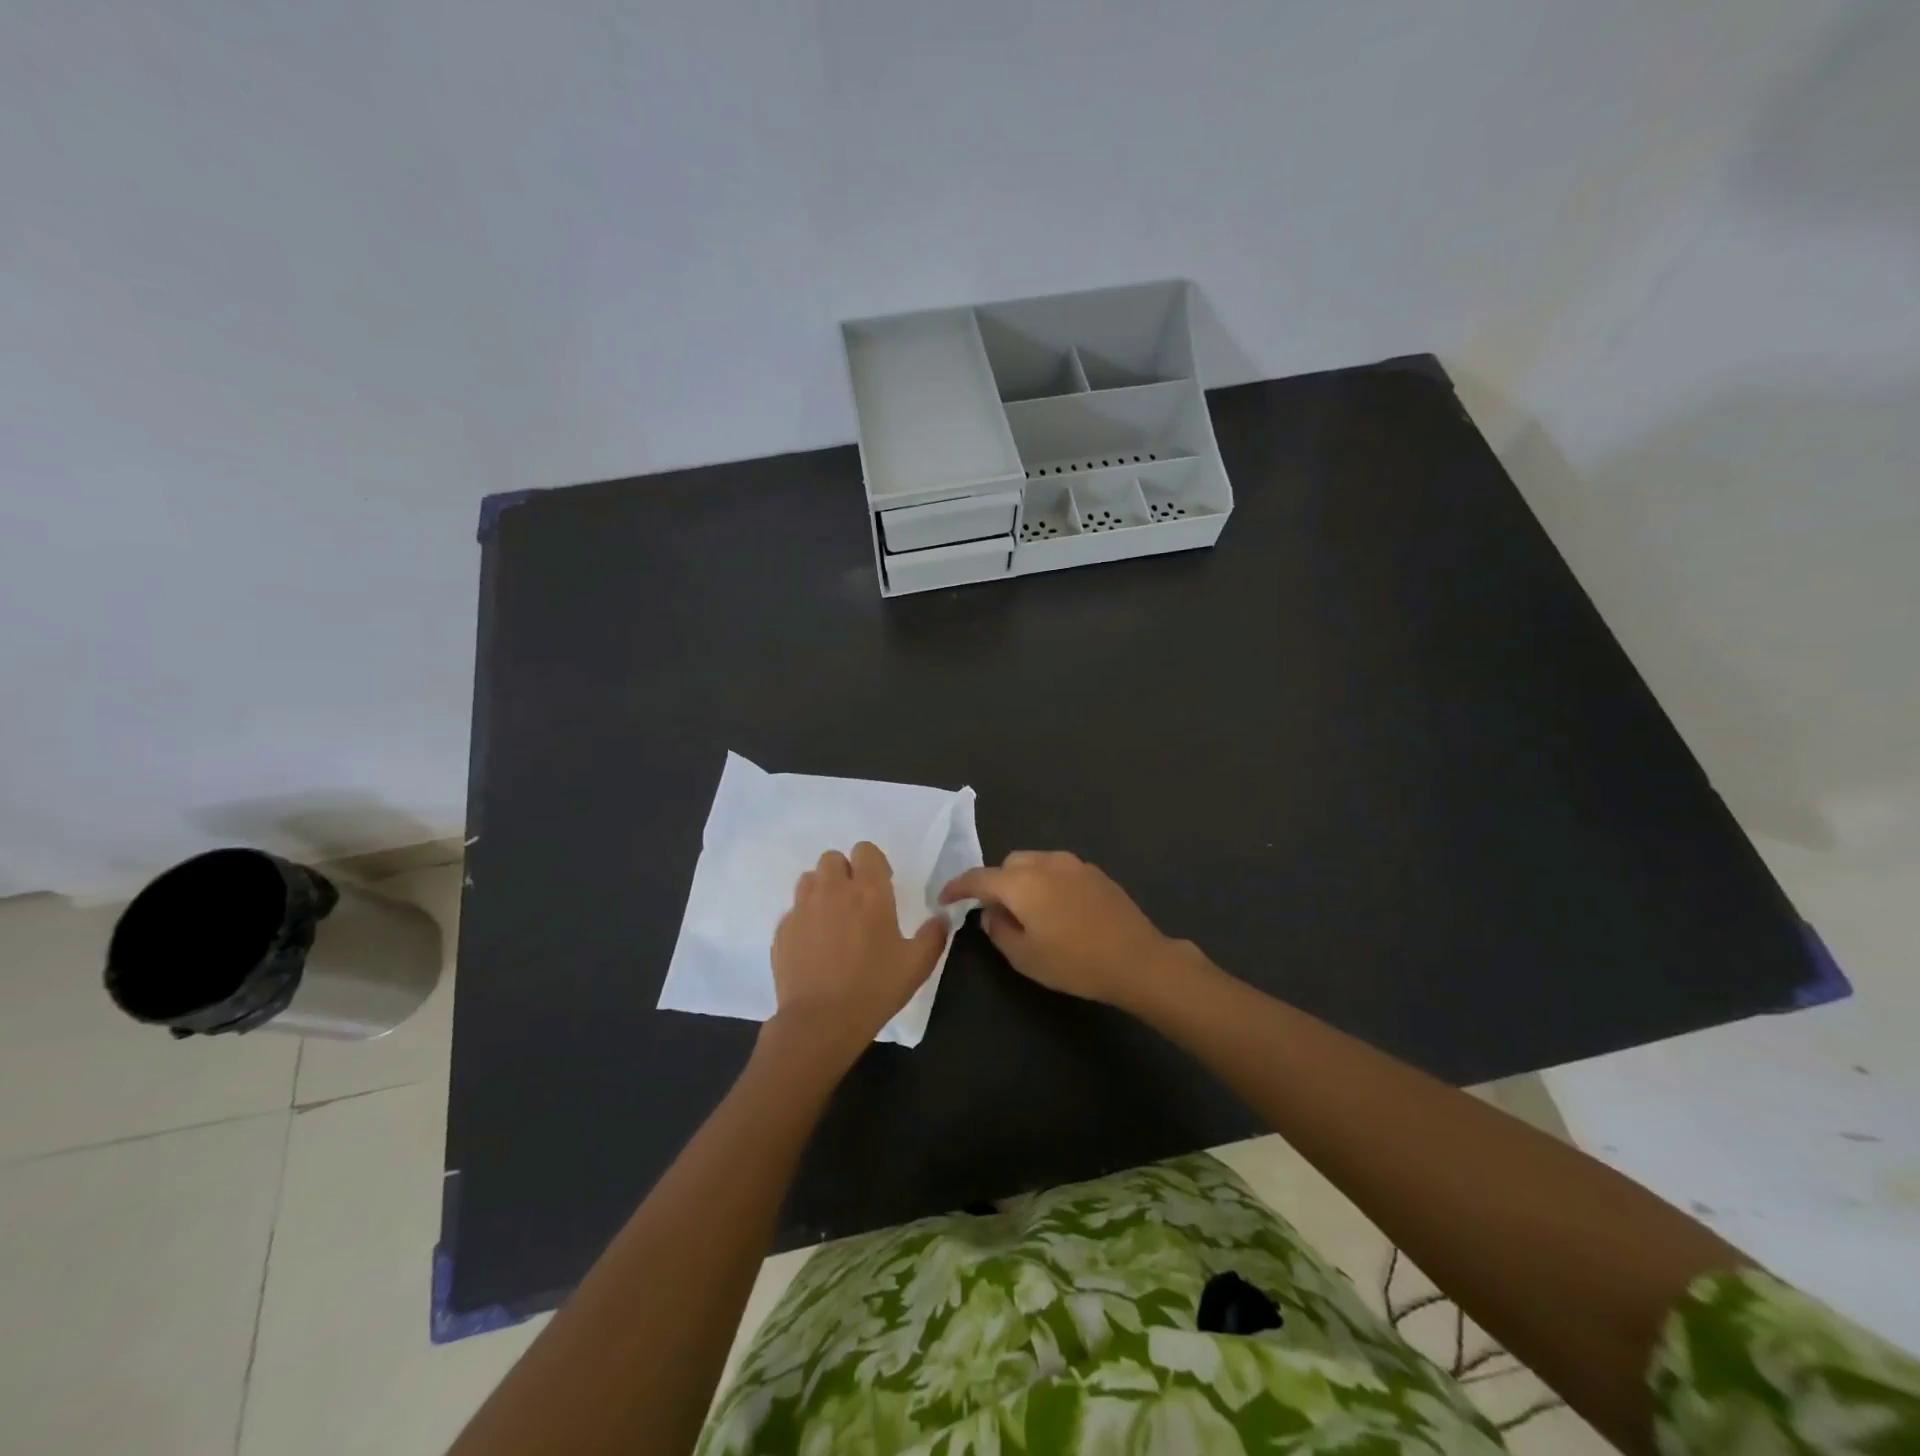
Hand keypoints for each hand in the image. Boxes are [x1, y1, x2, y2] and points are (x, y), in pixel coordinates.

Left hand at [767, 842, 949, 1065]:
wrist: (819, 1022)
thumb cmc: (874, 989)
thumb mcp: (917, 965)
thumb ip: (934, 935)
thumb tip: (942, 917)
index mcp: (869, 892)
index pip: (866, 851)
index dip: (874, 863)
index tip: (881, 886)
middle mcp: (833, 890)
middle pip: (833, 859)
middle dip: (844, 873)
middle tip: (855, 902)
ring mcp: (803, 908)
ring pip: (810, 879)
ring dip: (822, 890)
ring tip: (832, 918)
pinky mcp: (782, 929)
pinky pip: (794, 910)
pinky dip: (805, 918)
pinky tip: (814, 945)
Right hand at [939, 850, 1195, 1007]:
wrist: (1137, 959)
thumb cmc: (1075, 962)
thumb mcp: (1025, 957)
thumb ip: (998, 930)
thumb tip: (991, 912)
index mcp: (1022, 883)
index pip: (979, 877)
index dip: (958, 887)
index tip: (944, 898)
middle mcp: (1045, 863)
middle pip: (1009, 864)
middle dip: (996, 882)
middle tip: (996, 912)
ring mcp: (1073, 864)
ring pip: (1035, 862)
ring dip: (1023, 880)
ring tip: (1029, 911)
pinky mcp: (1095, 872)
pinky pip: (1058, 869)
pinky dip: (1047, 882)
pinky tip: (1058, 909)